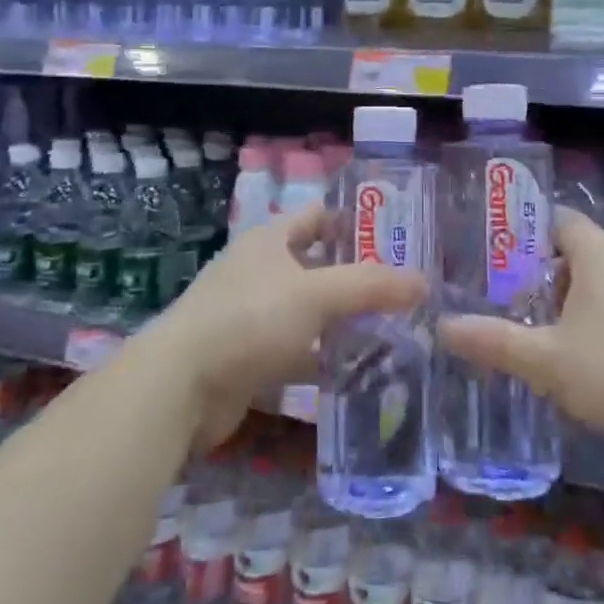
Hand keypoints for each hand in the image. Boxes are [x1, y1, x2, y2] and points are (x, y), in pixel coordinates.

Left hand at [148, 202, 425, 448]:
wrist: (179, 388)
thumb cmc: (248, 319)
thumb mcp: (314, 294)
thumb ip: (370, 286)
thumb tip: (424, 282)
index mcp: (270, 239)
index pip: (320, 216)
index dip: (356, 221)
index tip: (399, 235)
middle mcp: (261, 271)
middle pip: (319, 265)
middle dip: (359, 277)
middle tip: (407, 289)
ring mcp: (254, 315)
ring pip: (311, 311)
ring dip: (345, 321)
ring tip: (397, 330)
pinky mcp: (251, 358)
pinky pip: (299, 351)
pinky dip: (325, 358)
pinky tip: (361, 371)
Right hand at [440, 207, 603, 464]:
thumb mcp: (550, 360)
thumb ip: (496, 342)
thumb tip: (442, 326)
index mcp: (599, 255)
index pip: (556, 219)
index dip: (522, 229)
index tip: (488, 250)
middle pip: (572, 257)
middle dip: (534, 276)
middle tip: (495, 297)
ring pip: (594, 292)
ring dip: (561, 309)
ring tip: (524, 332)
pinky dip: (588, 332)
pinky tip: (569, 366)